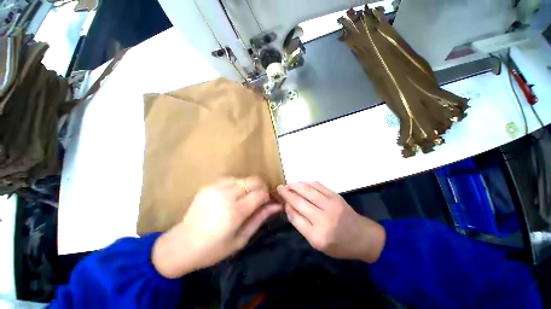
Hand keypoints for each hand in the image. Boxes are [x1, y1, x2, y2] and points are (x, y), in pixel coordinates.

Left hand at [152, 177, 281, 277]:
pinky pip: (230, 179)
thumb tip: (277, 206)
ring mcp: (216, 188)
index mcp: (235, 212)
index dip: (267, 196)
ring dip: (248, 186)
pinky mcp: (208, 185)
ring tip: (242, 199)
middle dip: (261, 187)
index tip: (265, 202)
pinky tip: (230, 196)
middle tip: (258, 198)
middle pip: (254, 180)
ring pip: (243, 178)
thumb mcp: (241, 238)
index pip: (260, 193)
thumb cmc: (214, 248)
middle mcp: (226, 196)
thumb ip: (260, 218)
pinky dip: (236, 185)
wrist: (182, 244)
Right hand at [277, 182, 384, 262]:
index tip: (282, 201)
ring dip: (295, 186)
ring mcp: (331, 206)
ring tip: (288, 184)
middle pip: (299, 202)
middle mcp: (323, 220)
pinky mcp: (336, 197)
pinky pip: (318, 186)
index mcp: (317, 236)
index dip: (287, 207)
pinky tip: (302, 182)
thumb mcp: (318, 244)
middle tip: (279, 188)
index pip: (295, 217)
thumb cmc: (339, 245)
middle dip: (287, 194)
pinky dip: (308, 183)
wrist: (362, 237)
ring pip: (307, 191)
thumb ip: (302, 226)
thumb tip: (289, 208)